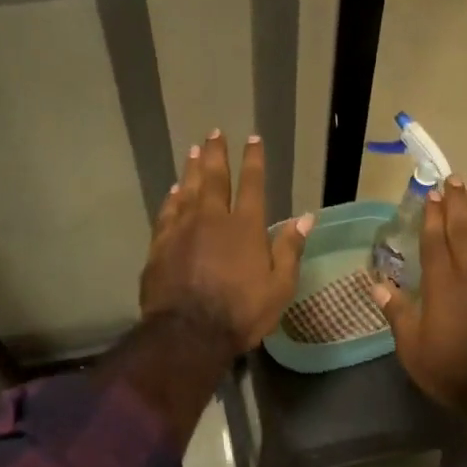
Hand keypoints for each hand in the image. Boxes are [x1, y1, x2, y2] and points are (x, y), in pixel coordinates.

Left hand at [140, 130, 311, 356]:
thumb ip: (290, 249)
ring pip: (188, 189)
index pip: (252, 184)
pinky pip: (167, 212)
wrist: (188, 333)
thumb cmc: (241, 312)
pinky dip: (172, 197)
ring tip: (194, 150)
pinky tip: (173, 190)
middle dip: (217, 154)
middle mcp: (212, 218)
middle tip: (215, 133)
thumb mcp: (279, 286)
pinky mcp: (161, 244)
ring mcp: (183, 229)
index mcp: (245, 226)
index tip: (253, 139)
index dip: (253, 160)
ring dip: (192, 168)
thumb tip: (305, 217)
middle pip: (214, 178)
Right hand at [372, 179, 466, 420]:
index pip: (435, 242)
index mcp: (443, 286)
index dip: (432, 217)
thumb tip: (378, 282)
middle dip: (456, 203)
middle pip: (463, 230)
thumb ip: (399, 314)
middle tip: (453, 178)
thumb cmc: (460, 374)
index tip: (431, 194)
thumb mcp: (416, 352)